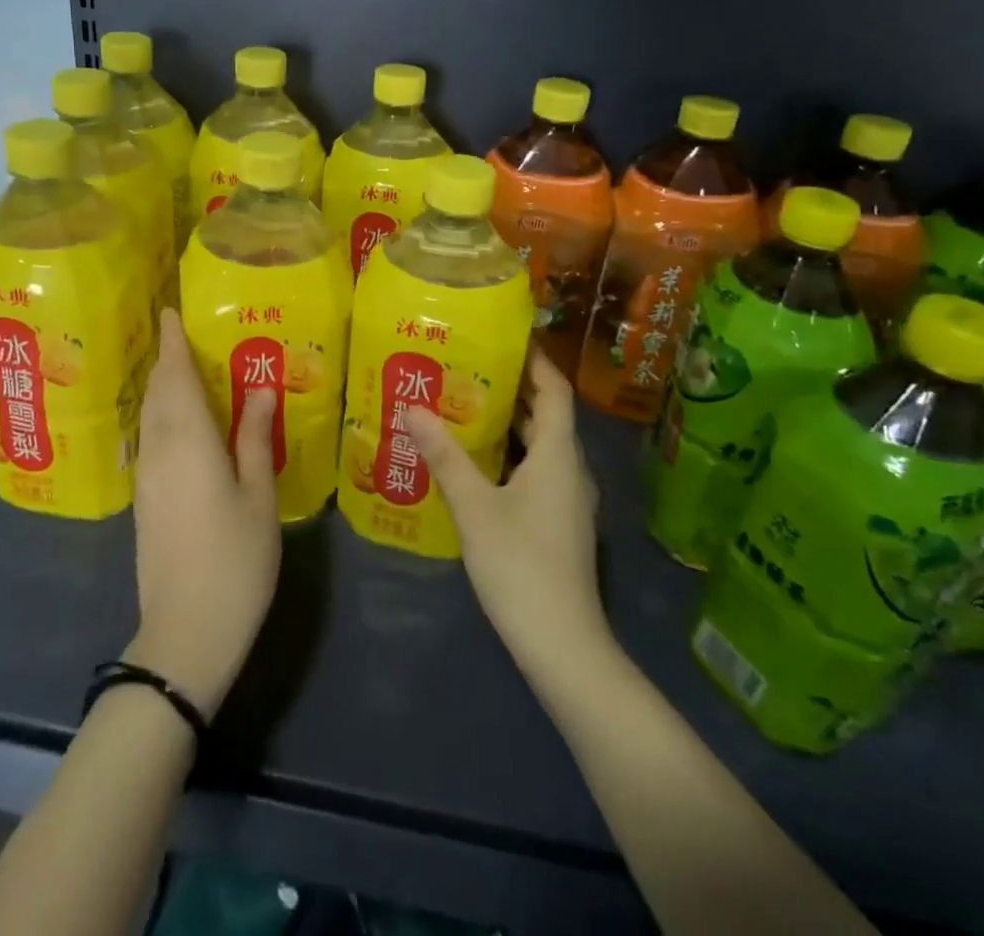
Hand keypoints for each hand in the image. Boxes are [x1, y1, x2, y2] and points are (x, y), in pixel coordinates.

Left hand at [126, 309, 281, 717]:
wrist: (186, 632)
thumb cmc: (235, 559)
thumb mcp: (258, 495)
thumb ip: (255, 437)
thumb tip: (260, 388)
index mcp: (189, 441)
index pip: (176, 377)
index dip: (173, 343)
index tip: (170, 312)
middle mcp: (160, 450)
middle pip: (158, 392)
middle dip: (165, 359)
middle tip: (180, 332)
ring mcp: (148, 477)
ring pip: (150, 416)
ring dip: (161, 385)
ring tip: (181, 367)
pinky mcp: (144, 500)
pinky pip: (150, 438)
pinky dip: (161, 414)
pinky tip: (179, 419)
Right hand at [407, 350, 610, 684]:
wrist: (563, 646)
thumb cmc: (520, 566)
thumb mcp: (475, 507)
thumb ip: (445, 456)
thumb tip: (413, 406)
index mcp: (559, 454)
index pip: (554, 390)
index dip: (534, 360)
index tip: (502, 337)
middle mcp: (570, 468)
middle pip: (546, 414)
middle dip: (511, 388)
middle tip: (466, 366)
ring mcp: (568, 498)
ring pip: (540, 445)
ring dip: (508, 423)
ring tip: (463, 403)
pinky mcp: (558, 521)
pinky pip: (536, 470)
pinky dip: (509, 454)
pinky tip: (474, 460)